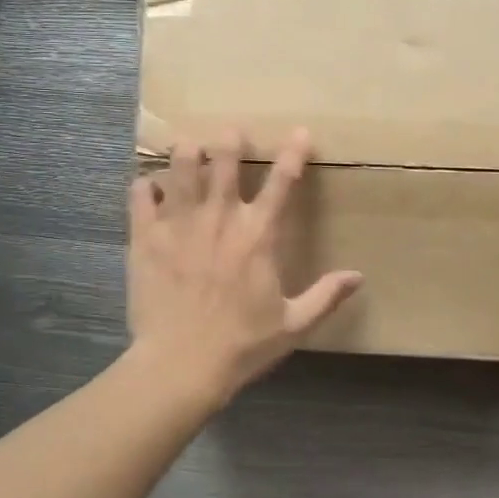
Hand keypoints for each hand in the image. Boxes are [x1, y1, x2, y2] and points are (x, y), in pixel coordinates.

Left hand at [128, 128, 360, 404]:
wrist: (181, 364)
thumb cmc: (241, 346)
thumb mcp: (293, 325)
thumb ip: (326, 297)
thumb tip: (358, 277)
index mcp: (259, 235)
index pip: (282, 182)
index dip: (294, 153)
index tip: (300, 132)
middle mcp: (220, 218)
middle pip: (224, 161)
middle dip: (230, 141)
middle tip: (231, 132)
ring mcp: (179, 224)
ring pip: (181, 168)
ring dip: (187, 153)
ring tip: (188, 145)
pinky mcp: (145, 237)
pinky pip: (140, 196)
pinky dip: (145, 186)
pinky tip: (147, 186)